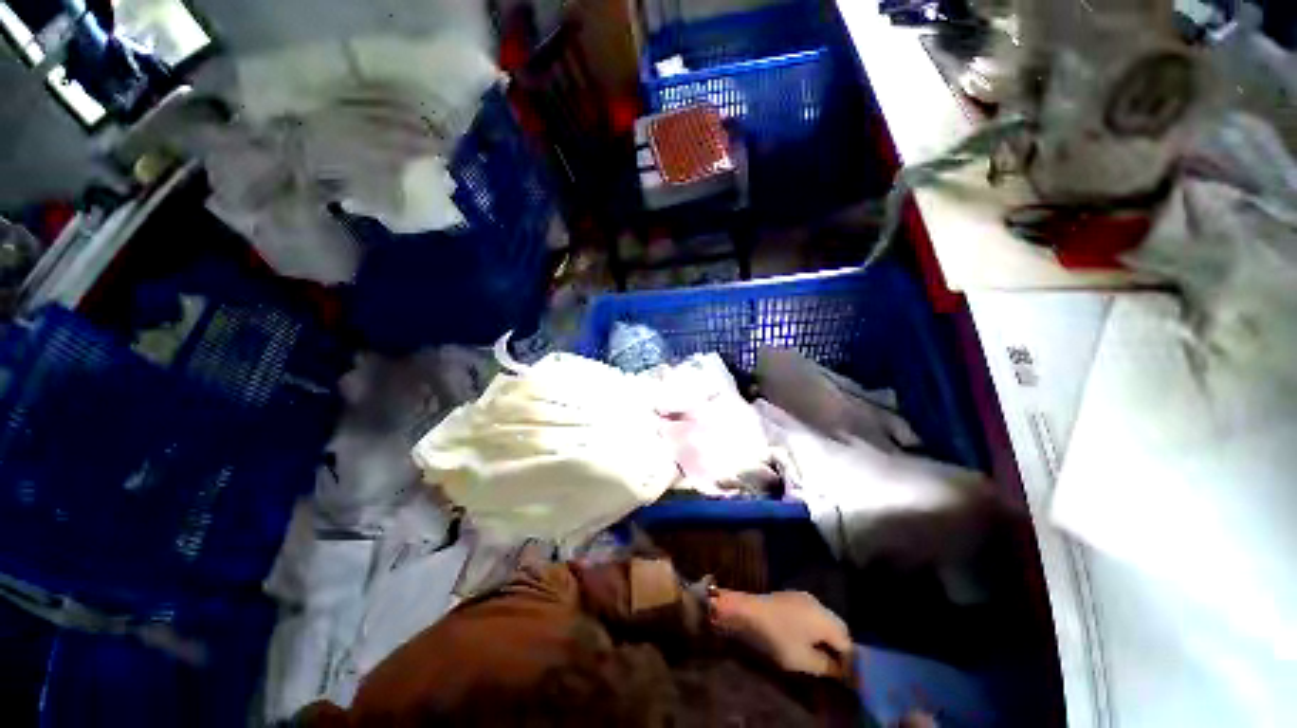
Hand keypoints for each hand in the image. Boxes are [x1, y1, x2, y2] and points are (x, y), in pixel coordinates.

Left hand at [715, 590, 852, 677]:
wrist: (747, 612)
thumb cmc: (777, 637)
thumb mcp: (804, 660)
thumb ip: (827, 666)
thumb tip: (841, 669)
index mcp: (825, 619)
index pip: (847, 642)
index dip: (848, 660)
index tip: (844, 675)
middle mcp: (819, 604)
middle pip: (838, 627)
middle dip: (839, 646)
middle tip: (833, 665)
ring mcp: (804, 597)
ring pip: (825, 619)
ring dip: (826, 635)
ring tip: (819, 653)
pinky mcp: (792, 596)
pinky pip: (812, 613)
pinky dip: (814, 626)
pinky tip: (804, 636)